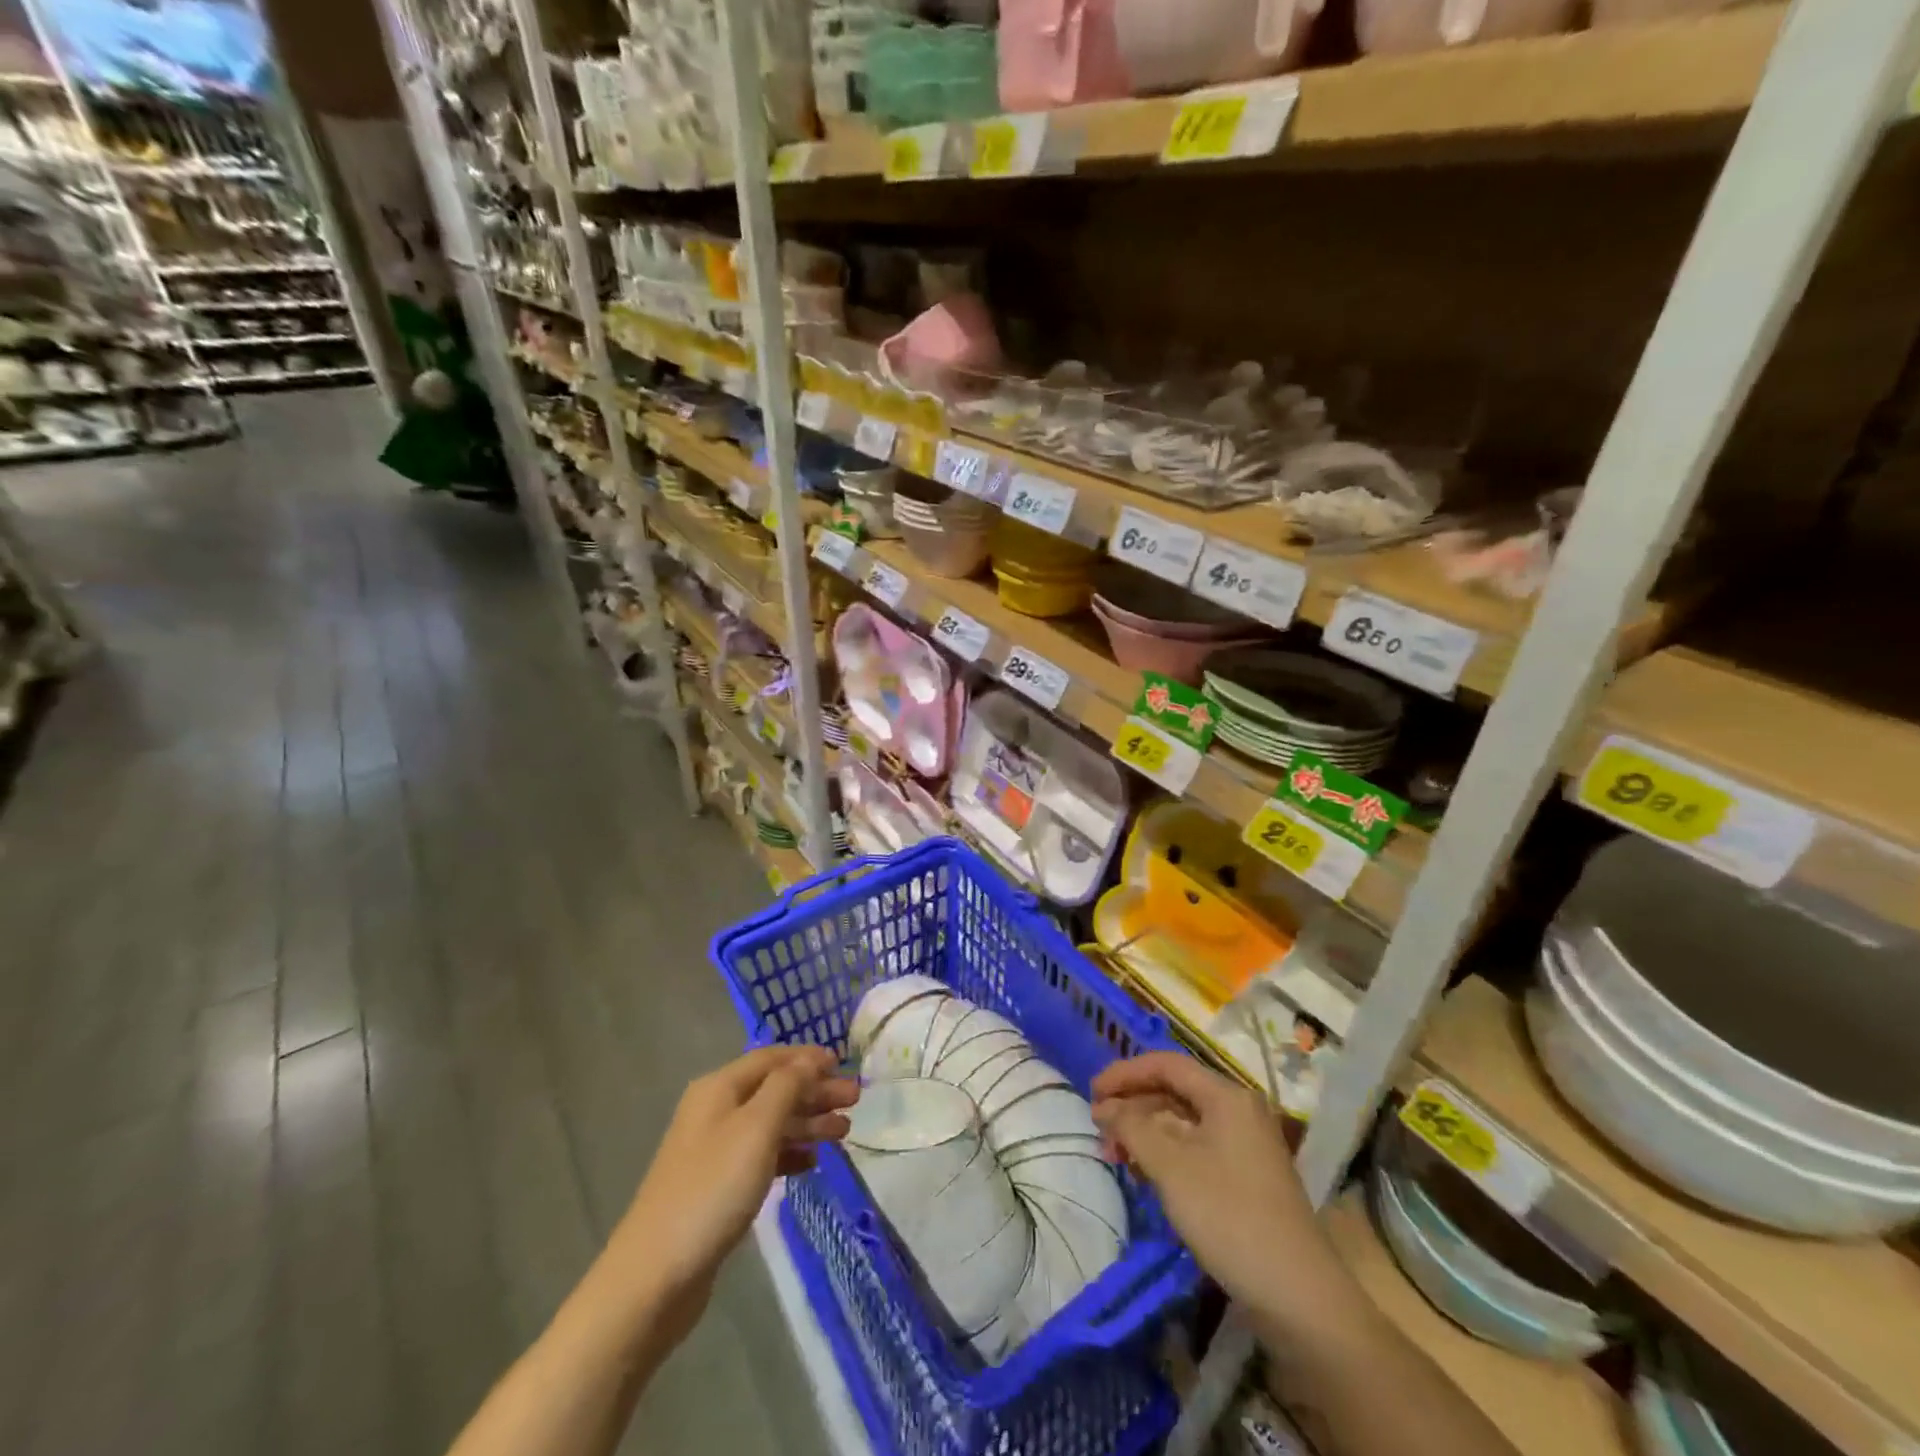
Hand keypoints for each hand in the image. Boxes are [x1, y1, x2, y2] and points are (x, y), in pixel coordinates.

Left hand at [606, 1046, 858, 1345]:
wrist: (654, 1276)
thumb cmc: (712, 1189)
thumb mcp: (757, 1128)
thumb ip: (787, 1087)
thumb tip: (809, 1060)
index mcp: (719, 1088)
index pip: (771, 1058)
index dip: (808, 1058)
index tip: (844, 1064)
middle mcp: (715, 1111)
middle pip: (774, 1089)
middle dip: (814, 1091)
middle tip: (854, 1101)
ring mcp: (714, 1150)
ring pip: (770, 1123)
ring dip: (807, 1122)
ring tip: (844, 1132)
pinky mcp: (717, 1186)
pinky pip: (762, 1155)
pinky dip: (789, 1153)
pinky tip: (812, 1164)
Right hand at [1091, 1052, 1339, 1332]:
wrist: (1299, 1296)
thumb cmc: (1229, 1216)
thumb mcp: (1170, 1167)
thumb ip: (1132, 1127)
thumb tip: (1105, 1106)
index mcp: (1226, 1096)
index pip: (1166, 1065)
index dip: (1124, 1073)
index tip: (1091, 1093)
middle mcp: (1238, 1111)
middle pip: (1174, 1092)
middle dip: (1133, 1107)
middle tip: (1100, 1132)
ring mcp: (1245, 1145)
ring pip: (1183, 1123)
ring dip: (1145, 1133)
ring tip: (1116, 1157)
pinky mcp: (1246, 1177)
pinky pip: (1196, 1148)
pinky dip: (1166, 1155)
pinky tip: (1145, 1175)